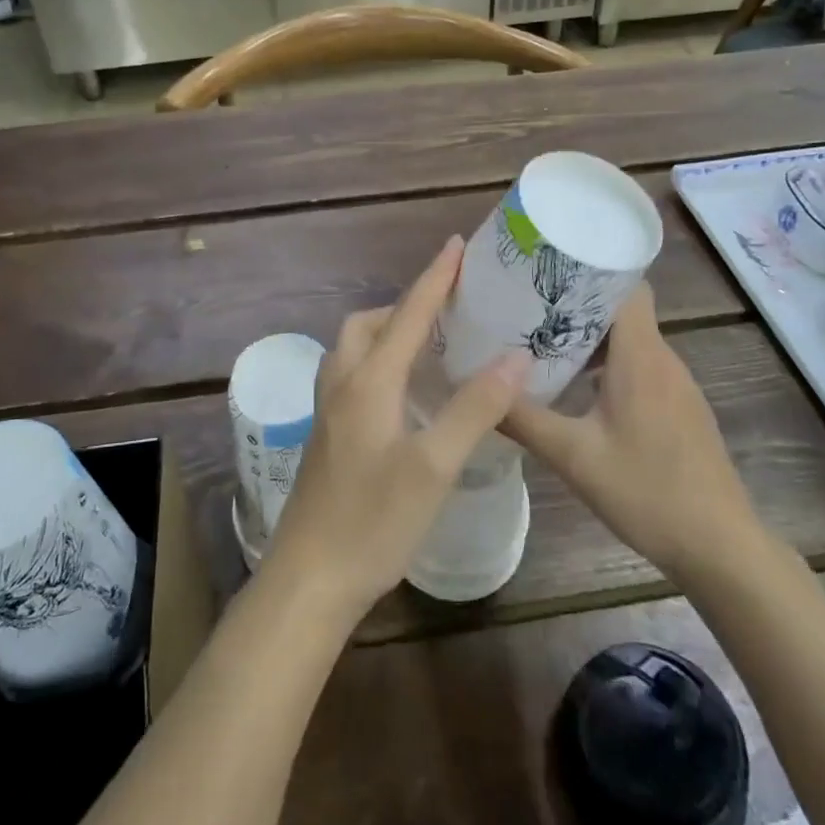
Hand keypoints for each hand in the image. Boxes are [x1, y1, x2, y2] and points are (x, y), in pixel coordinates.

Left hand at [264, 237, 529, 623]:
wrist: (309, 579)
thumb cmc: (373, 522)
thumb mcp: (434, 466)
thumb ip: (474, 407)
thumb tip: (516, 355)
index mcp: (368, 381)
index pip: (407, 314)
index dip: (434, 278)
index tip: (456, 244)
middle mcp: (342, 384)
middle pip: (369, 323)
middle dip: (405, 304)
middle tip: (447, 309)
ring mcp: (328, 410)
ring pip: (354, 349)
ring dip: (388, 331)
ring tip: (428, 343)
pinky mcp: (327, 434)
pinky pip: (353, 375)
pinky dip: (379, 361)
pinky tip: (403, 392)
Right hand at [500, 284, 767, 586]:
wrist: (721, 548)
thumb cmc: (648, 492)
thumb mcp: (573, 456)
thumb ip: (523, 418)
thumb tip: (474, 389)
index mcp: (641, 355)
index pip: (625, 284)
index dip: (588, 269)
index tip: (544, 270)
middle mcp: (663, 359)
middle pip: (622, 309)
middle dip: (576, 303)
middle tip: (526, 307)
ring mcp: (676, 385)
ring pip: (630, 340)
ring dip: (590, 337)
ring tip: (542, 343)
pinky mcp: (680, 408)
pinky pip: (640, 367)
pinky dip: (608, 364)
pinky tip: (578, 389)